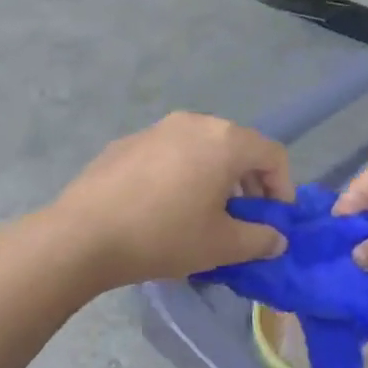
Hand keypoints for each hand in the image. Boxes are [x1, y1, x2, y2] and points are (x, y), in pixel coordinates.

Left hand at [49, 113, 293, 289]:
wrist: (84, 234)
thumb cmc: (164, 236)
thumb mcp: (221, 245)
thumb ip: (259, 239)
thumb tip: (276, 238)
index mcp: (223, 140)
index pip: (272, 154)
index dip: (282, 188)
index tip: (273, 220)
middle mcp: (192, 122)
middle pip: (236, 146)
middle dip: (247, 182)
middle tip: (241, 219)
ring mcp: (155, 128)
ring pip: (200, 148)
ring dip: (214, 177)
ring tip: (202, 214)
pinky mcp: (126, 142)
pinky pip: (169, 153)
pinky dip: (180, 174)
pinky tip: (163, 207)